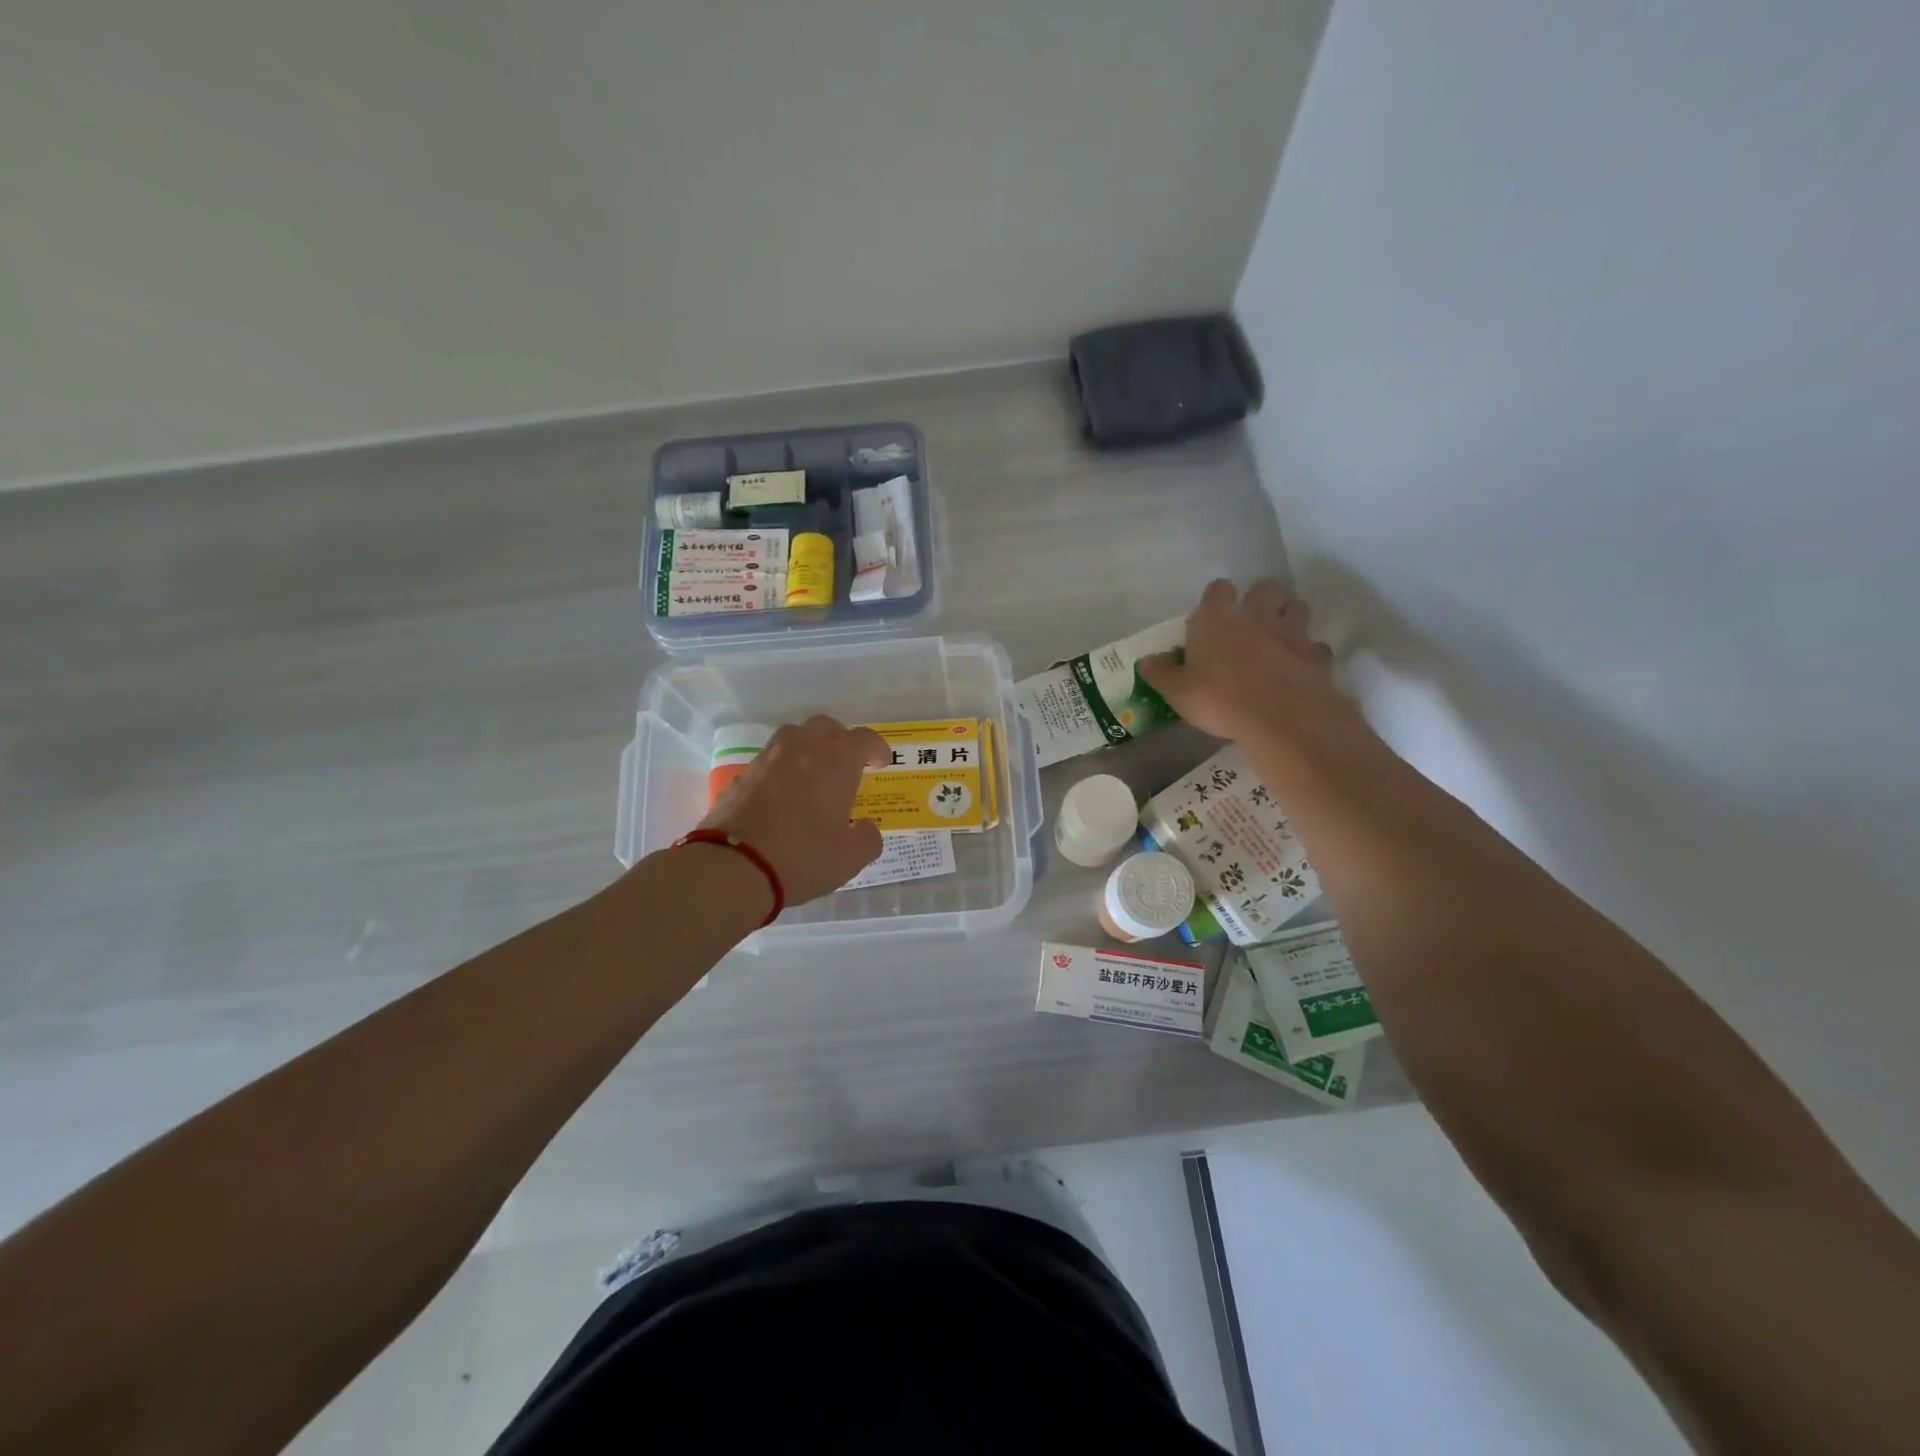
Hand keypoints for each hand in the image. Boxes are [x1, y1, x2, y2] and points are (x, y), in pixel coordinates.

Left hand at [698, 715, 889, 904]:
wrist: (731, 868)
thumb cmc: (802, 857)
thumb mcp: (850, 858)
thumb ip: (867, 839)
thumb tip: (866, 828)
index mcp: (836, 761)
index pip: (863, 739)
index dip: (876, 748)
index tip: (880, 763)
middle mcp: (801, 749)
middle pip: (825, 727)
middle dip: (840, 740)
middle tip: (847, 764)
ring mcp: (766, 760)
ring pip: (792, 738)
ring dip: (807, 749)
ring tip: (813, 775)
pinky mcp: (740, 777)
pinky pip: (768, 763)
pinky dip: (781, 771)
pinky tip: (781, 797)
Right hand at [1140, 579, 1348, 745]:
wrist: (1279, 718)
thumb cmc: (1219, 699)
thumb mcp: (1178, 692)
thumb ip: (1161, 674)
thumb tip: (1145, 662)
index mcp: (1217, 619)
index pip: (1219, 589)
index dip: (1216, 599)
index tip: (1211, 615)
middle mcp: (1256, 616)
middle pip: (1266, 589)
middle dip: (1261, 599)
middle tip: (1252, 619)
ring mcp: (1291, 633)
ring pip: (1297, 608)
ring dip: (1289, 617)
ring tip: (1279, 637)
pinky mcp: (1316, 656)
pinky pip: (1316, 647)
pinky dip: (1310, 653)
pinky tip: (1299, 667)